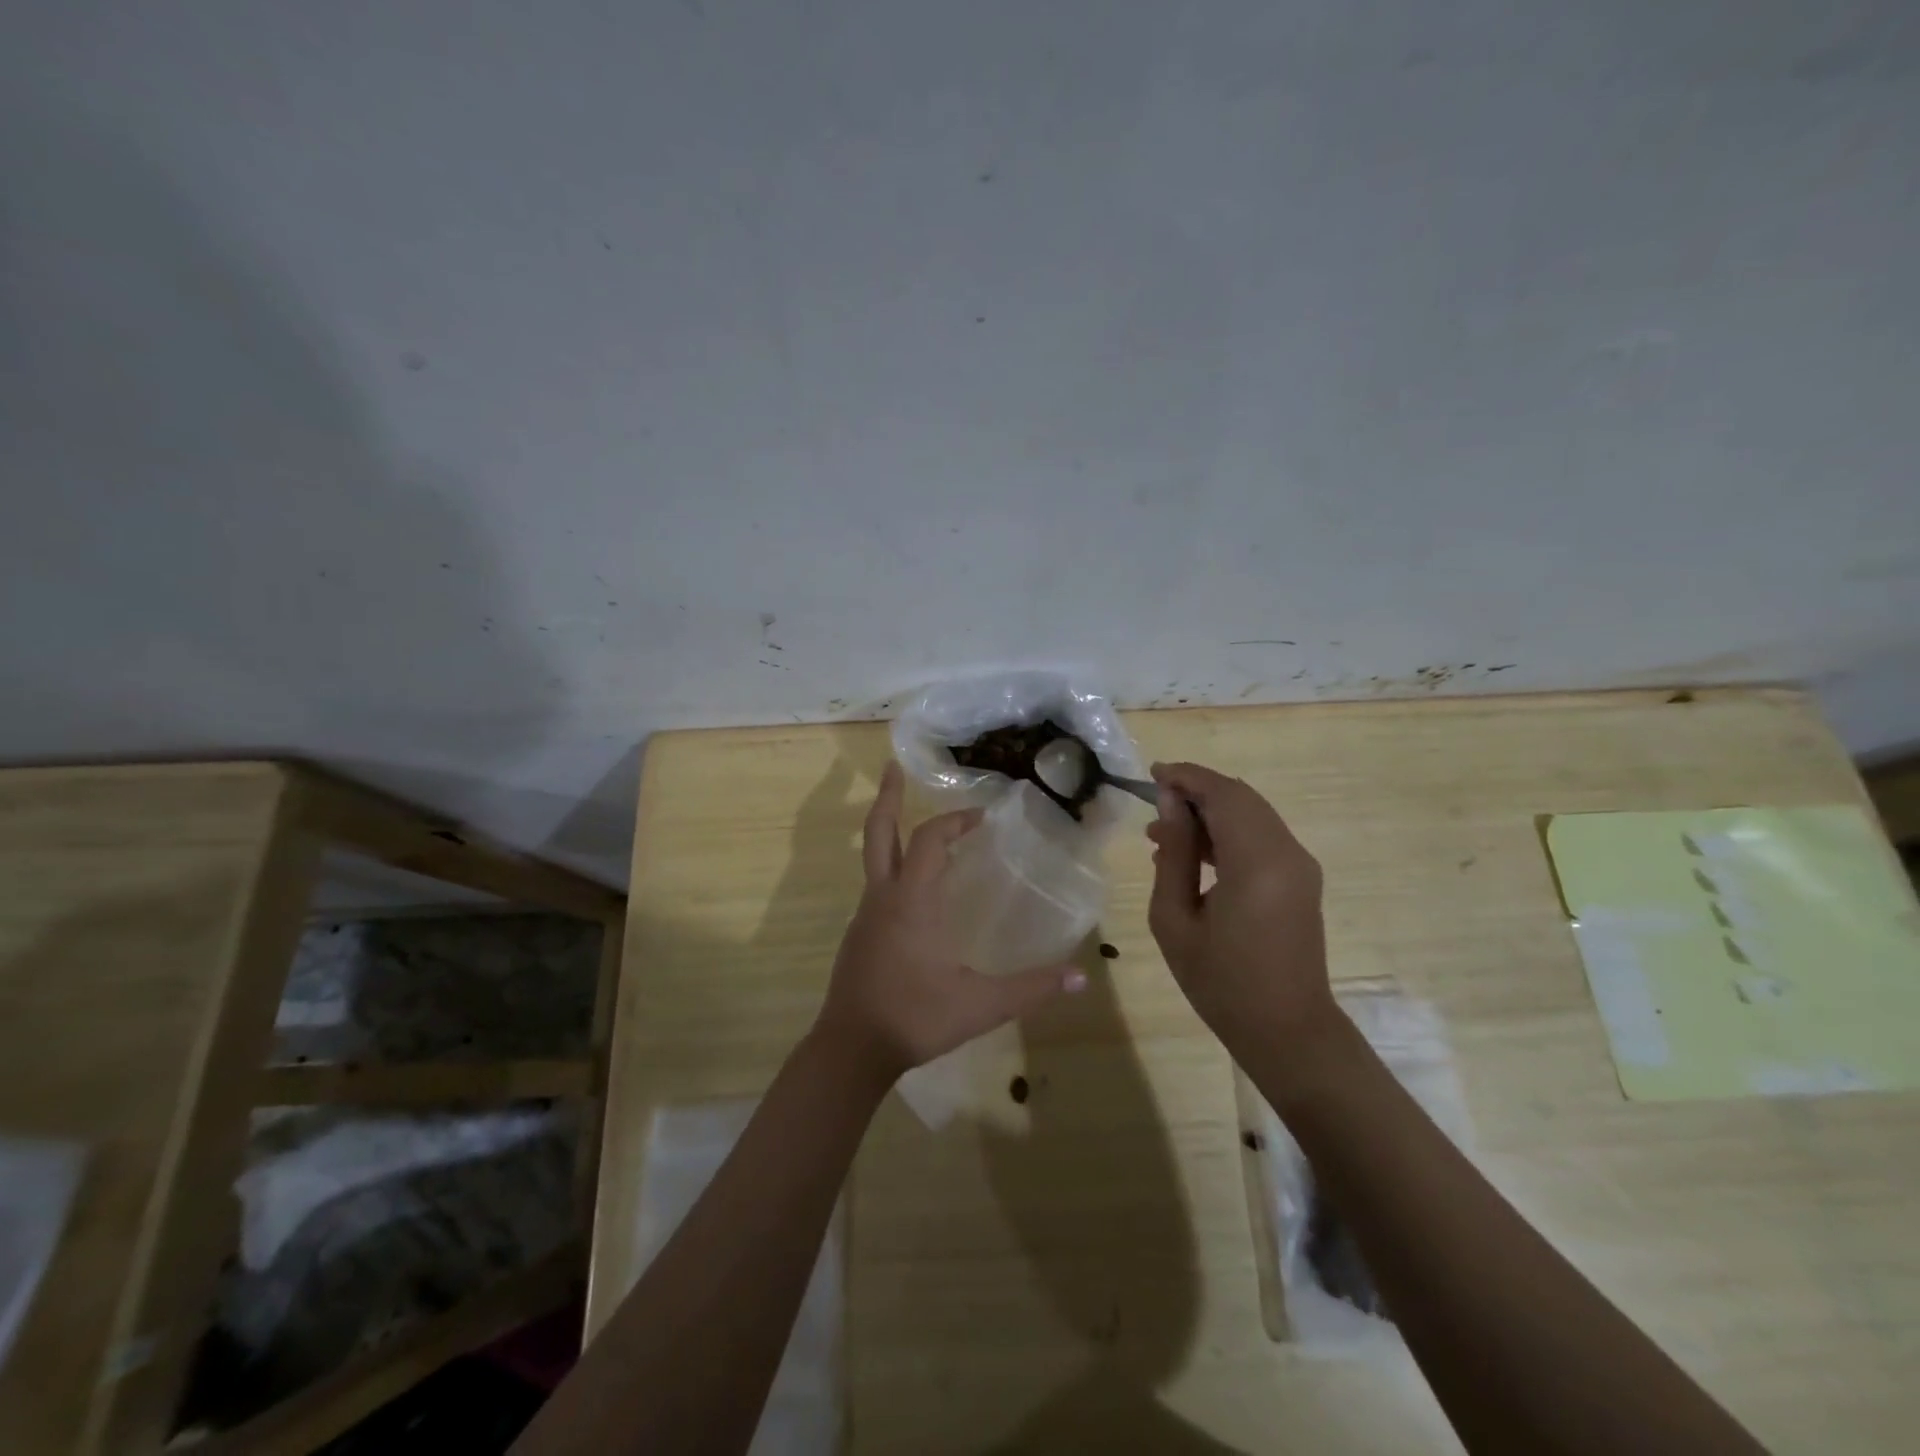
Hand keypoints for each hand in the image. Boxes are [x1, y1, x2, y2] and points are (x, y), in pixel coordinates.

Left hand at [813, 763, 1086, 1085]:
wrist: (850, 1050)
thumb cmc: (914, 1017)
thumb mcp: (980, 1005)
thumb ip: (1031, 989)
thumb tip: (1080, 977)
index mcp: (911, 901)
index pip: (929, 840)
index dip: (954, 821)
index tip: (981, 817)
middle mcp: (883, 898)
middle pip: (879, 832)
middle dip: (888, 797)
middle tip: (893, 766)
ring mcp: (865, 917)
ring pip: (874, 859)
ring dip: (892, 833)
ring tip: (915, 824)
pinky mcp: (859, 936)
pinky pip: (877, 887)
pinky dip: (894, 869)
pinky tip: (915, 891)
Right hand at [1145, 761, 1339, 1072]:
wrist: (1287, 1032)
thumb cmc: (1220, 982)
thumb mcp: (1175, 919)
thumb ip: (1174, 854)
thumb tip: (1170, 804)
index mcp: (1256, 863)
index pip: (1222, 794)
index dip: (1186, 776)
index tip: (1151, 775)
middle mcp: (1287, 853)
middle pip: (1240, 797)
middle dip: (1196, 791)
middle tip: (1153, 805)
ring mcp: (1300, 866)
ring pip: (1252, 814)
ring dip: (1210, 813)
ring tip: (1163, 836)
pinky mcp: (1301, 880)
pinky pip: (1261, 837)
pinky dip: (1228, 833)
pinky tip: (1194, 857)